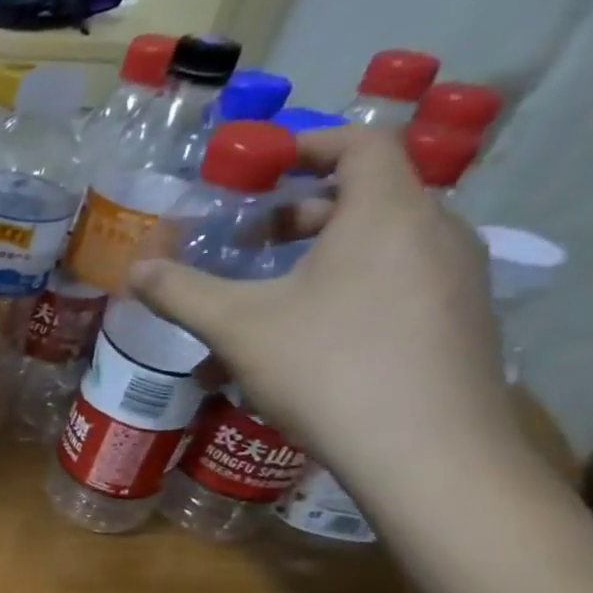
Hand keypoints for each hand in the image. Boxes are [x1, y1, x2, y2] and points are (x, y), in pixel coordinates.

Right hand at [125, 126, 519, 500]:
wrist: (425, 450)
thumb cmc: (327, 367)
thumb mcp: (236, 326)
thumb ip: (182, 292)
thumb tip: (134, 270)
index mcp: (386, 213)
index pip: (361, 143)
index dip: (309, 143)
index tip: (263, 166)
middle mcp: (435, 233)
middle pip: (368, 198)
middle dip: (301, 213)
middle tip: (251, 240)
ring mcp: (455, 280)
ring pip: (377, 249)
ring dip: (316, 262)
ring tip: (264, 300)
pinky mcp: (457, 323)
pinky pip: (394, 288)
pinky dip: (343, 296)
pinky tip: (297, 347)